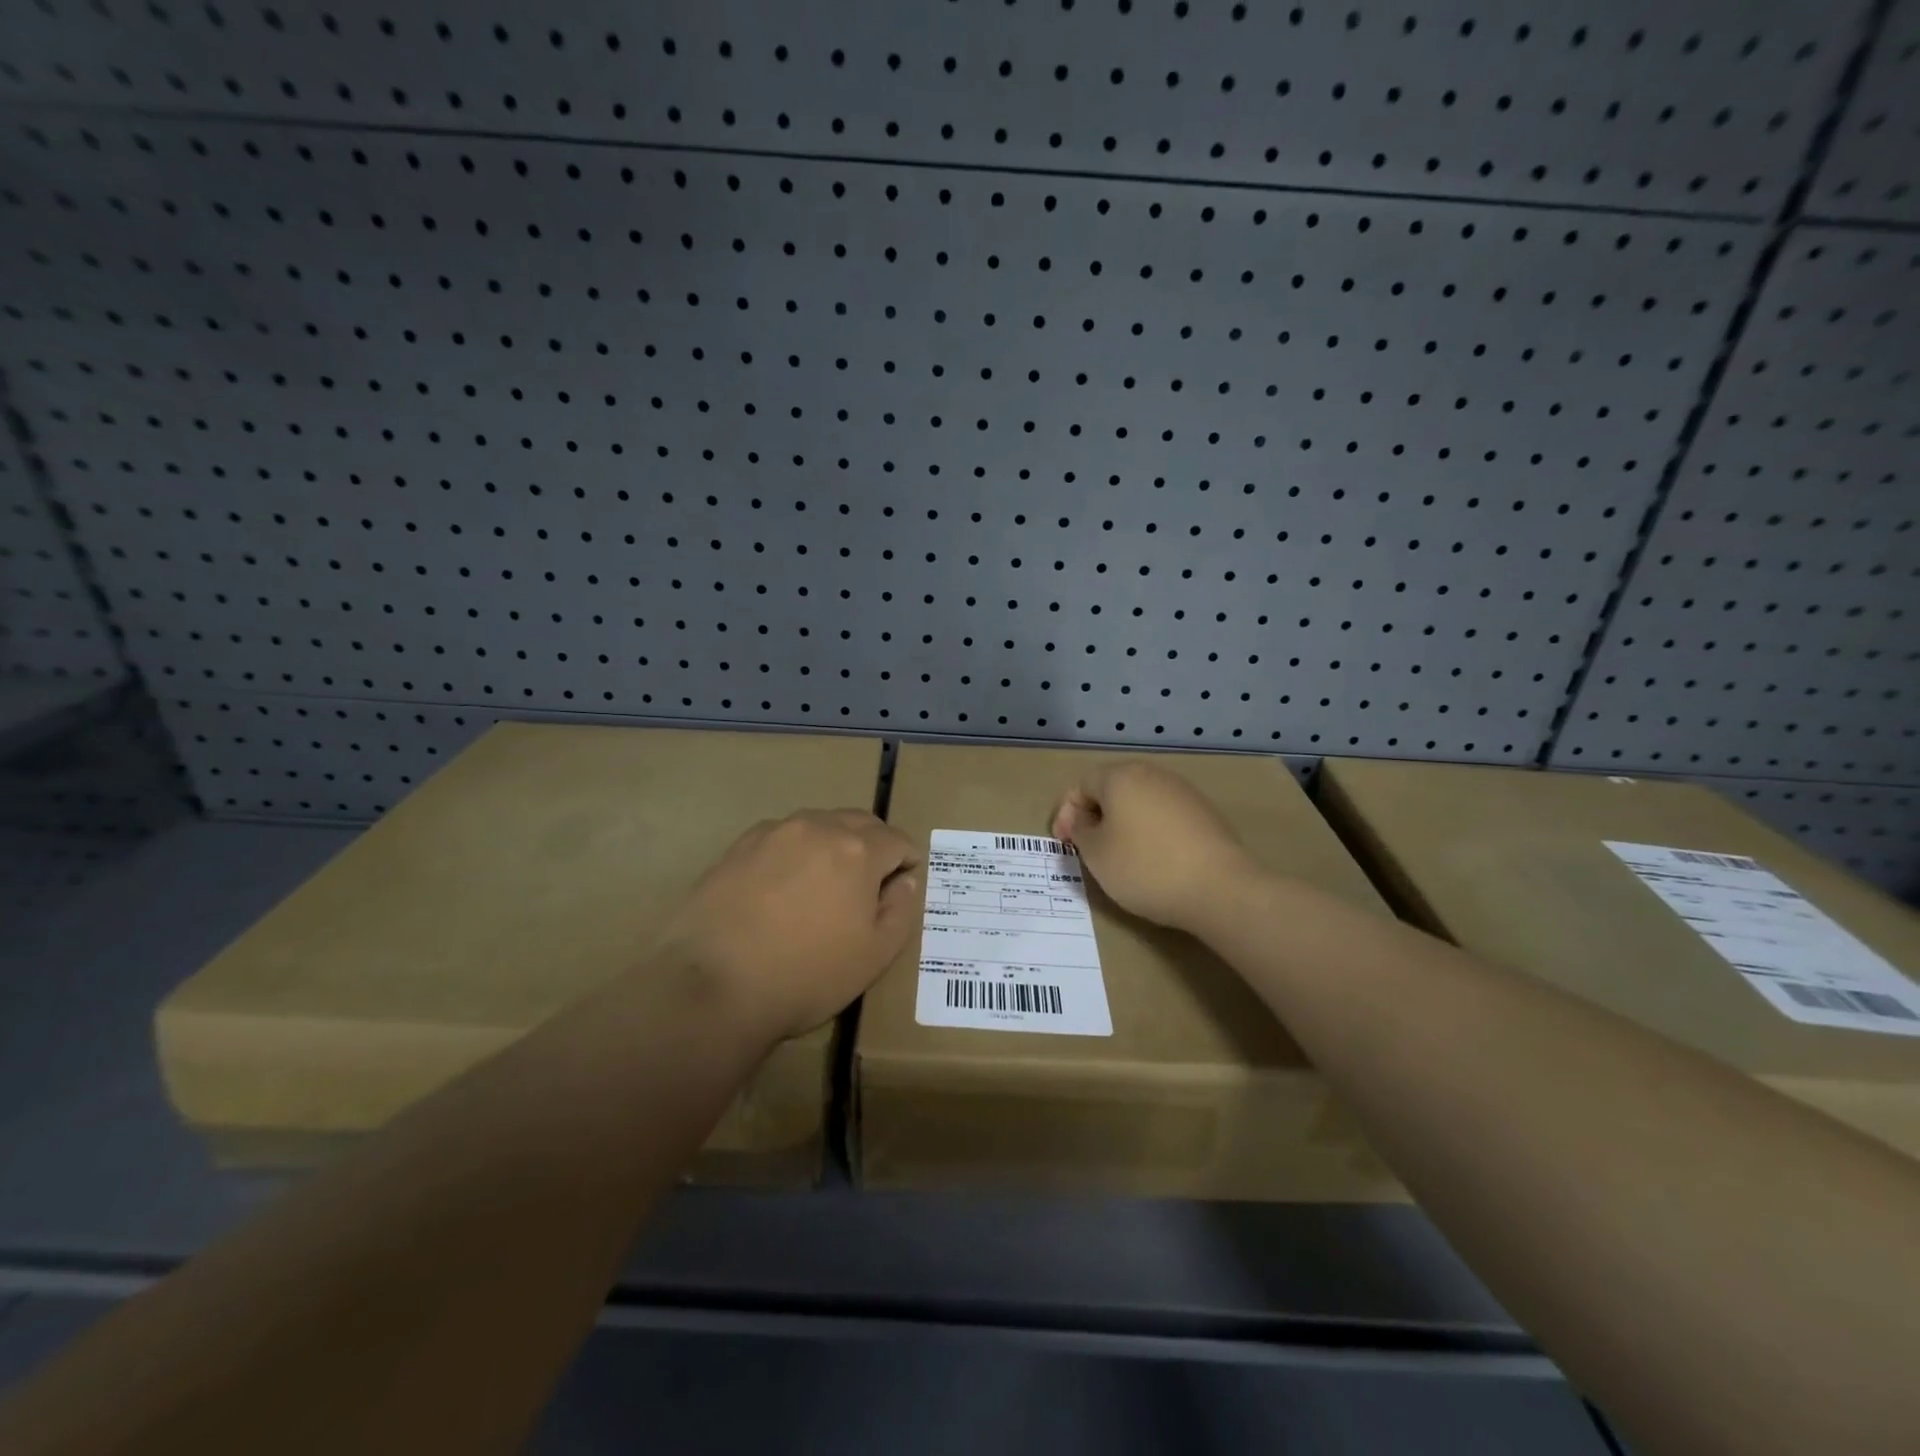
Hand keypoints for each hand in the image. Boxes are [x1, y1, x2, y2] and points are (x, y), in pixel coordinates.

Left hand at [660, 810, 919, 1038]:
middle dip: (873, 846)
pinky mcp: (739, 846)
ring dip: (832, 845)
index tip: (899, 889)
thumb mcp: (874, 956)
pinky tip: (780, 888)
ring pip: (818, 825)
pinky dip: (794, 852)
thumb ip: (900, 911)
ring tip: (822, 885)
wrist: (713, 985)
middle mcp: (818, 827)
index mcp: (858, 849)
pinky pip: (781, 837)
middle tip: (867, 886)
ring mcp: (774, 832)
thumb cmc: (806, 975)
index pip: (897, 840)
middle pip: (860, 823)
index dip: (906, 863)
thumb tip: (905, 882)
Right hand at [1052, 761, 1256, 931]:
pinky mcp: (1205, 814)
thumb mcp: (1096, 853)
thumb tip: (1083, 819)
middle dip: (1094, 816)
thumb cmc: (1145, 867)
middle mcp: (1153, 775)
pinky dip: (1149, 832)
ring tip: (1118, 857)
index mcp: (1121, 777)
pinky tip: (1152, 860)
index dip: (1065, 813)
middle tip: (1087, 848)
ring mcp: (1183, 793)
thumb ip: (1080, 830)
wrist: (1220, 888)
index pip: (1081, 784)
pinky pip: (1164, 817)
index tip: (1063, 844)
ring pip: (1140, 803)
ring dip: (1122, 824)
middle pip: (1112, 789)